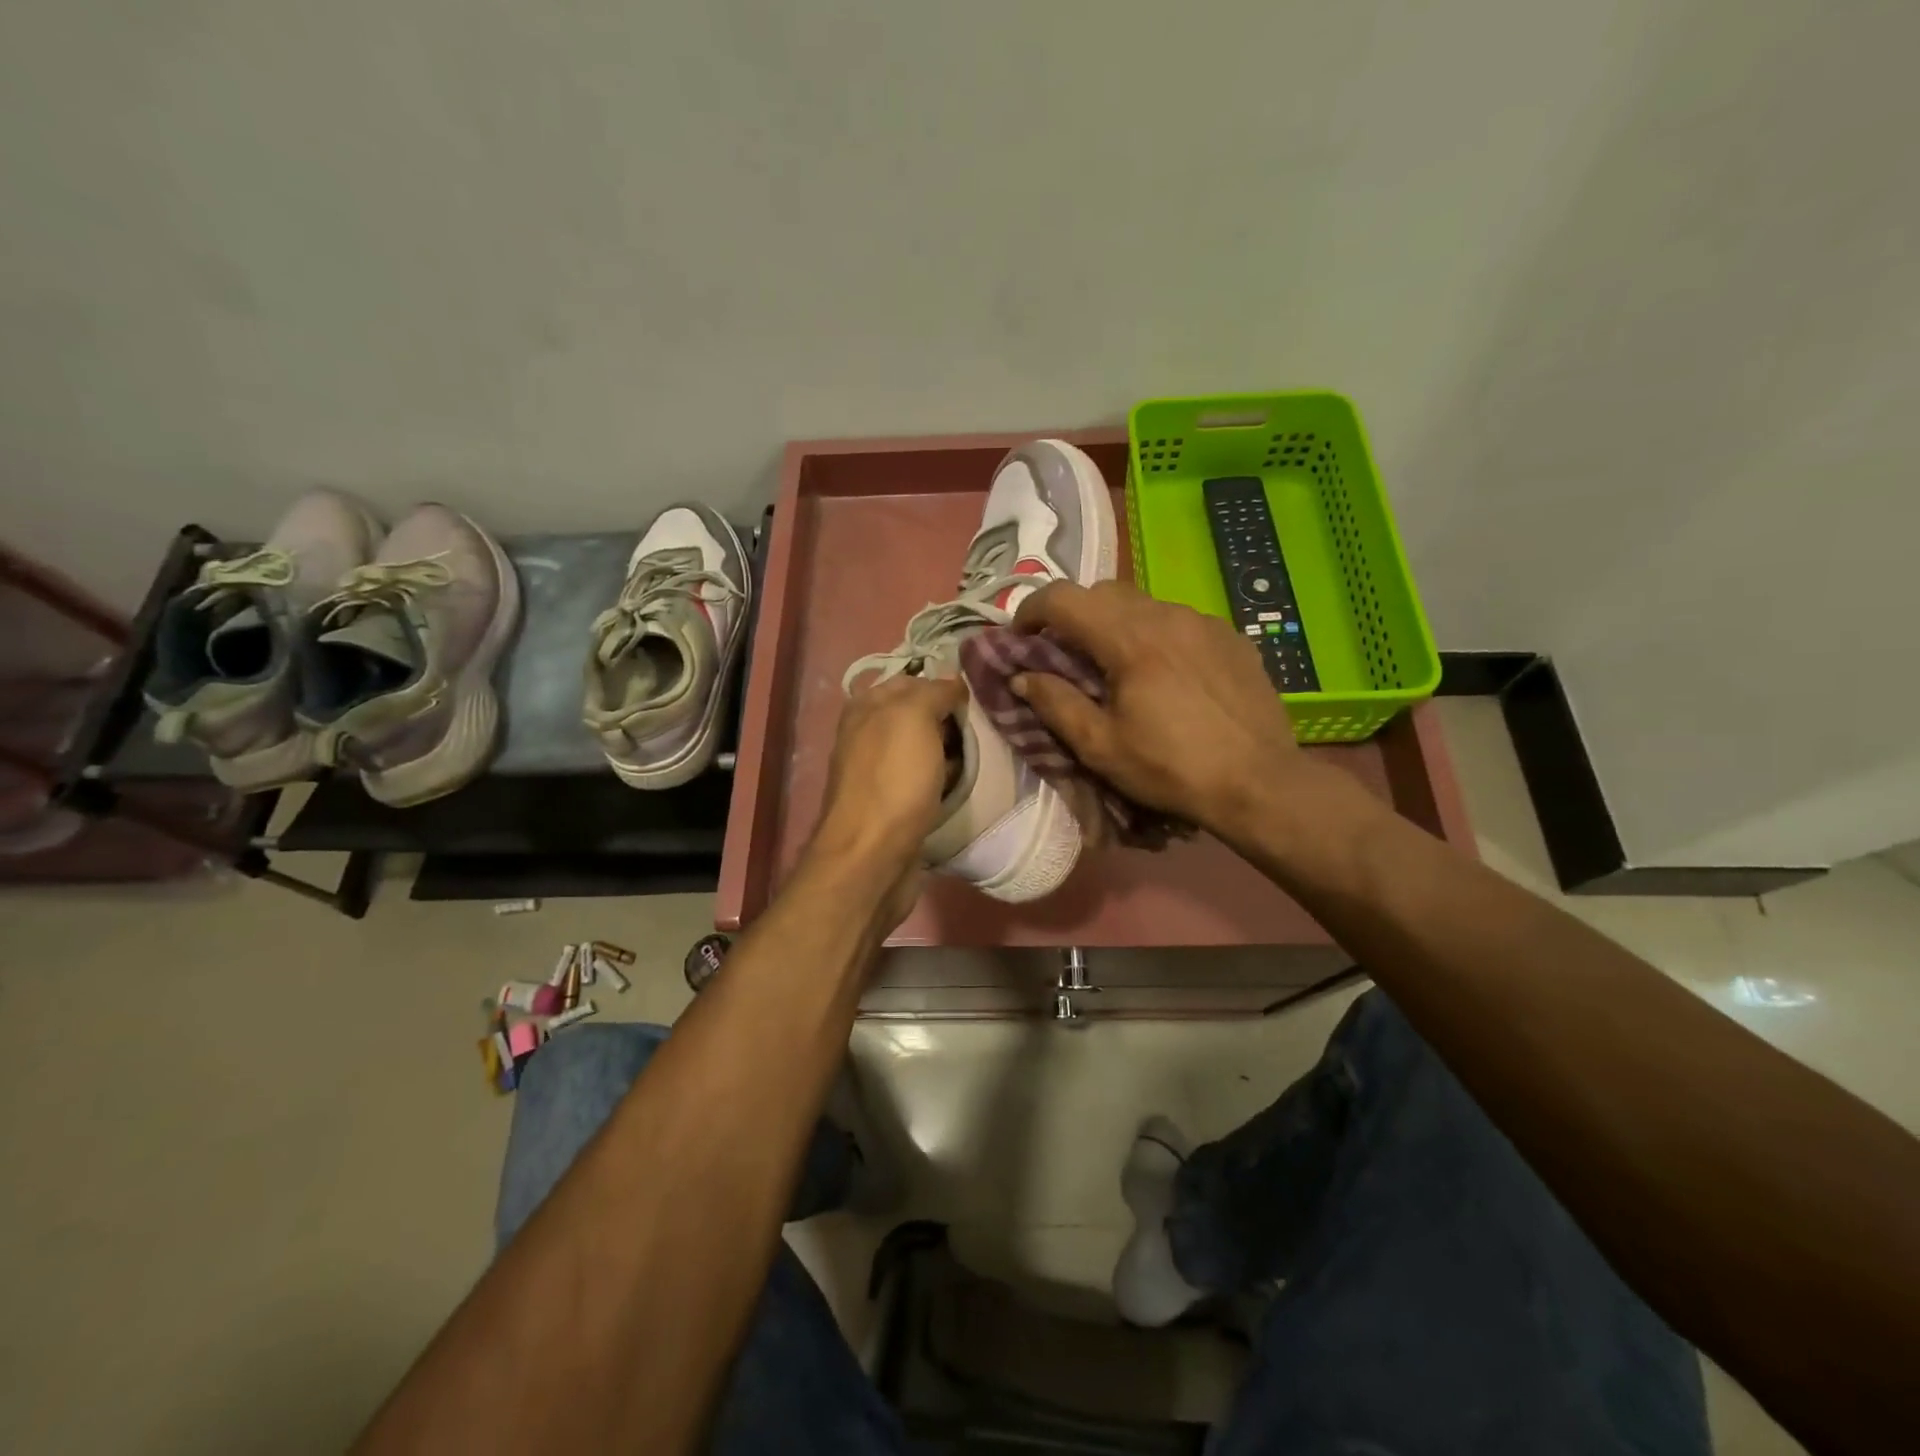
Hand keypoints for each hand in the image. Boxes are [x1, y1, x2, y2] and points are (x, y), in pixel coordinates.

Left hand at [811, 673, 965, 886]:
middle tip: (985, 725)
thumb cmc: (894, 779)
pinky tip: (963, 783)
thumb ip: (933, 691)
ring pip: (923, 749)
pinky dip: (944, 779)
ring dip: (950, 751)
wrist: (873, 855)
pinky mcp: (893, 804)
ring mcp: (879, 772)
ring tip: (983, 753)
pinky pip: (924, 780)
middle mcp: (867, 735)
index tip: (978, 695)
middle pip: (918, 716)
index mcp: (866, 708)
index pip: (911, 681)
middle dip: (949, 719)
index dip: (943, 684)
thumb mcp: (913, 717)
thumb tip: (953, 682)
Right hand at [1011, 581, 1314, 837]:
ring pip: (1144, 604)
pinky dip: (1157, 636)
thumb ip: (1055, 704)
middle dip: (1073, 614)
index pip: (1063, 597)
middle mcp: (1167, 615)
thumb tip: (1022, 677)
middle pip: (1104, 592)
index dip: (1031, 610)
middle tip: (1065, 654)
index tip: (1021, 638)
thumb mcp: (1100, 746)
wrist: (1260, 784)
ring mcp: (1205, 622)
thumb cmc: (1171, 768)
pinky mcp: (1232, 637)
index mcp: (1129, 638)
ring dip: (1117, 624)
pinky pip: (1180, 622)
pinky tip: (1166, 675)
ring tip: (1118, 667)